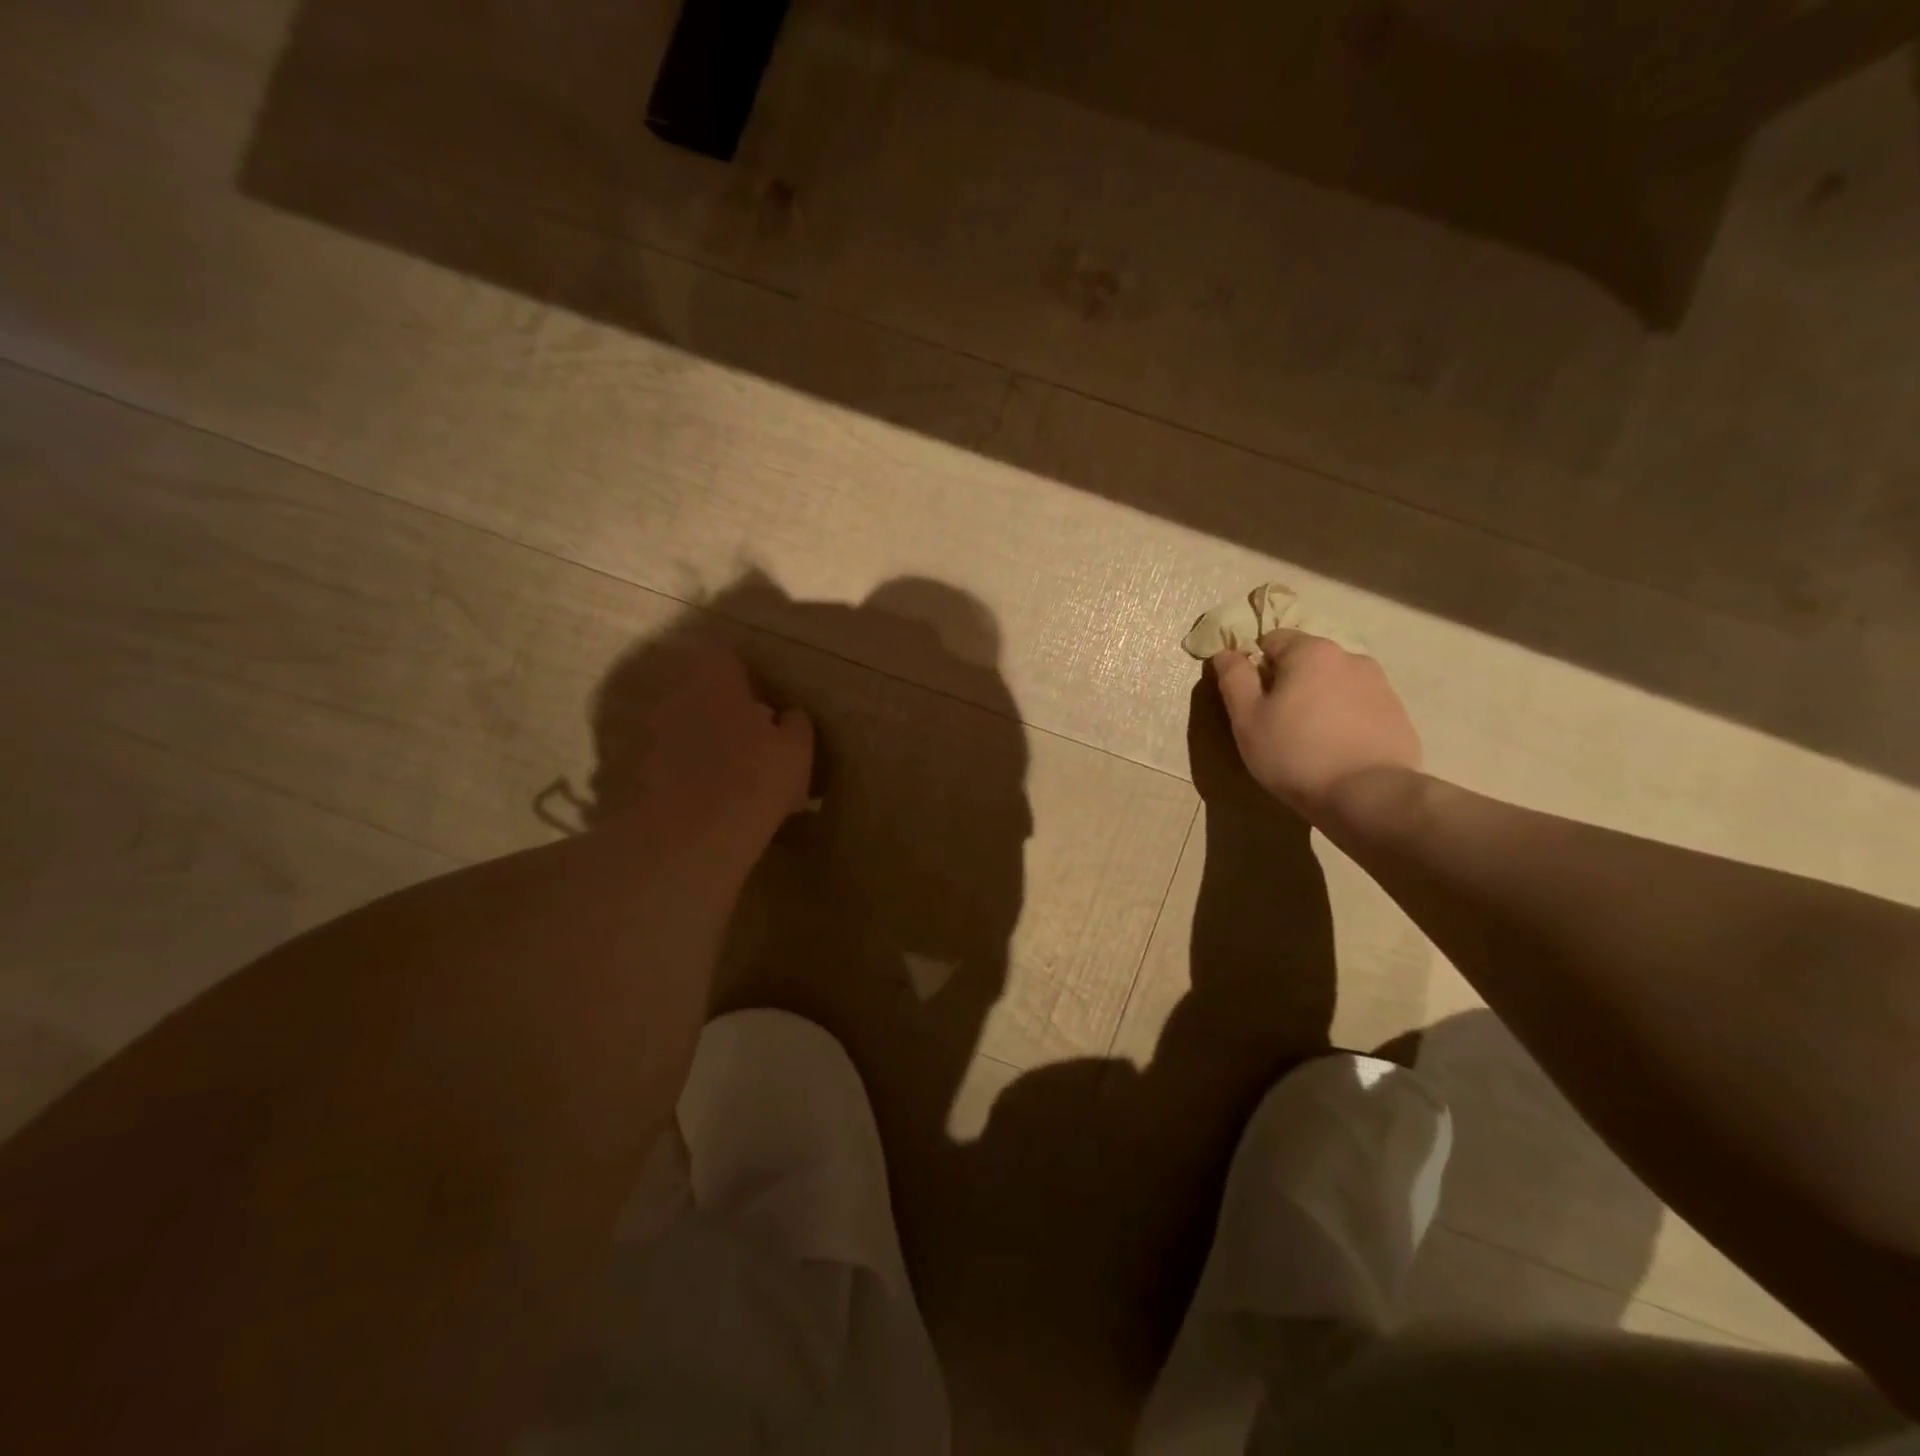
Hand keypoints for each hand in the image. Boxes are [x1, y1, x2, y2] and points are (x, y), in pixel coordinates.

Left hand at [606, 643, 814, 854]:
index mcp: (714, 677)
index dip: (745, 676)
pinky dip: (678, 774)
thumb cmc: (753, 778)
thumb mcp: (796, 751)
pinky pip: (661, 763)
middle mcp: (673, 694)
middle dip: (720, 710)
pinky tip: (701, 801)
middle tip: (748, 741)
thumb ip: (795, 724)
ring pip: (678, 728)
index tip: (762, 702)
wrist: (686, 838)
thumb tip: (787, 715)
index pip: (725, 656)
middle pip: (697, 691)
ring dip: (698, 743)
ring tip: (726, 776)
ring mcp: (645, 732)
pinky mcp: (628, 770)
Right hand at [1211, 630, 1420, 822]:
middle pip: (1307, 661)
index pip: (1273, 640)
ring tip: (1309, 740)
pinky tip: (1336, 751)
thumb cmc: (1295, 753)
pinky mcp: (1397, 714)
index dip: (1256, 666)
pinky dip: (1344, 719)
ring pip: (1334, 684)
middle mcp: (1350, 657)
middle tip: (1276, 724)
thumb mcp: (1247, 718)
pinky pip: (1359, 707)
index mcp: (1311, 652)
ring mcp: (1380, 685)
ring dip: (1318, 700)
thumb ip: (1234, 678)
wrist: (1368, 795)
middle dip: (1289, 683)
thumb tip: (1226, 653)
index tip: (1251, 700)